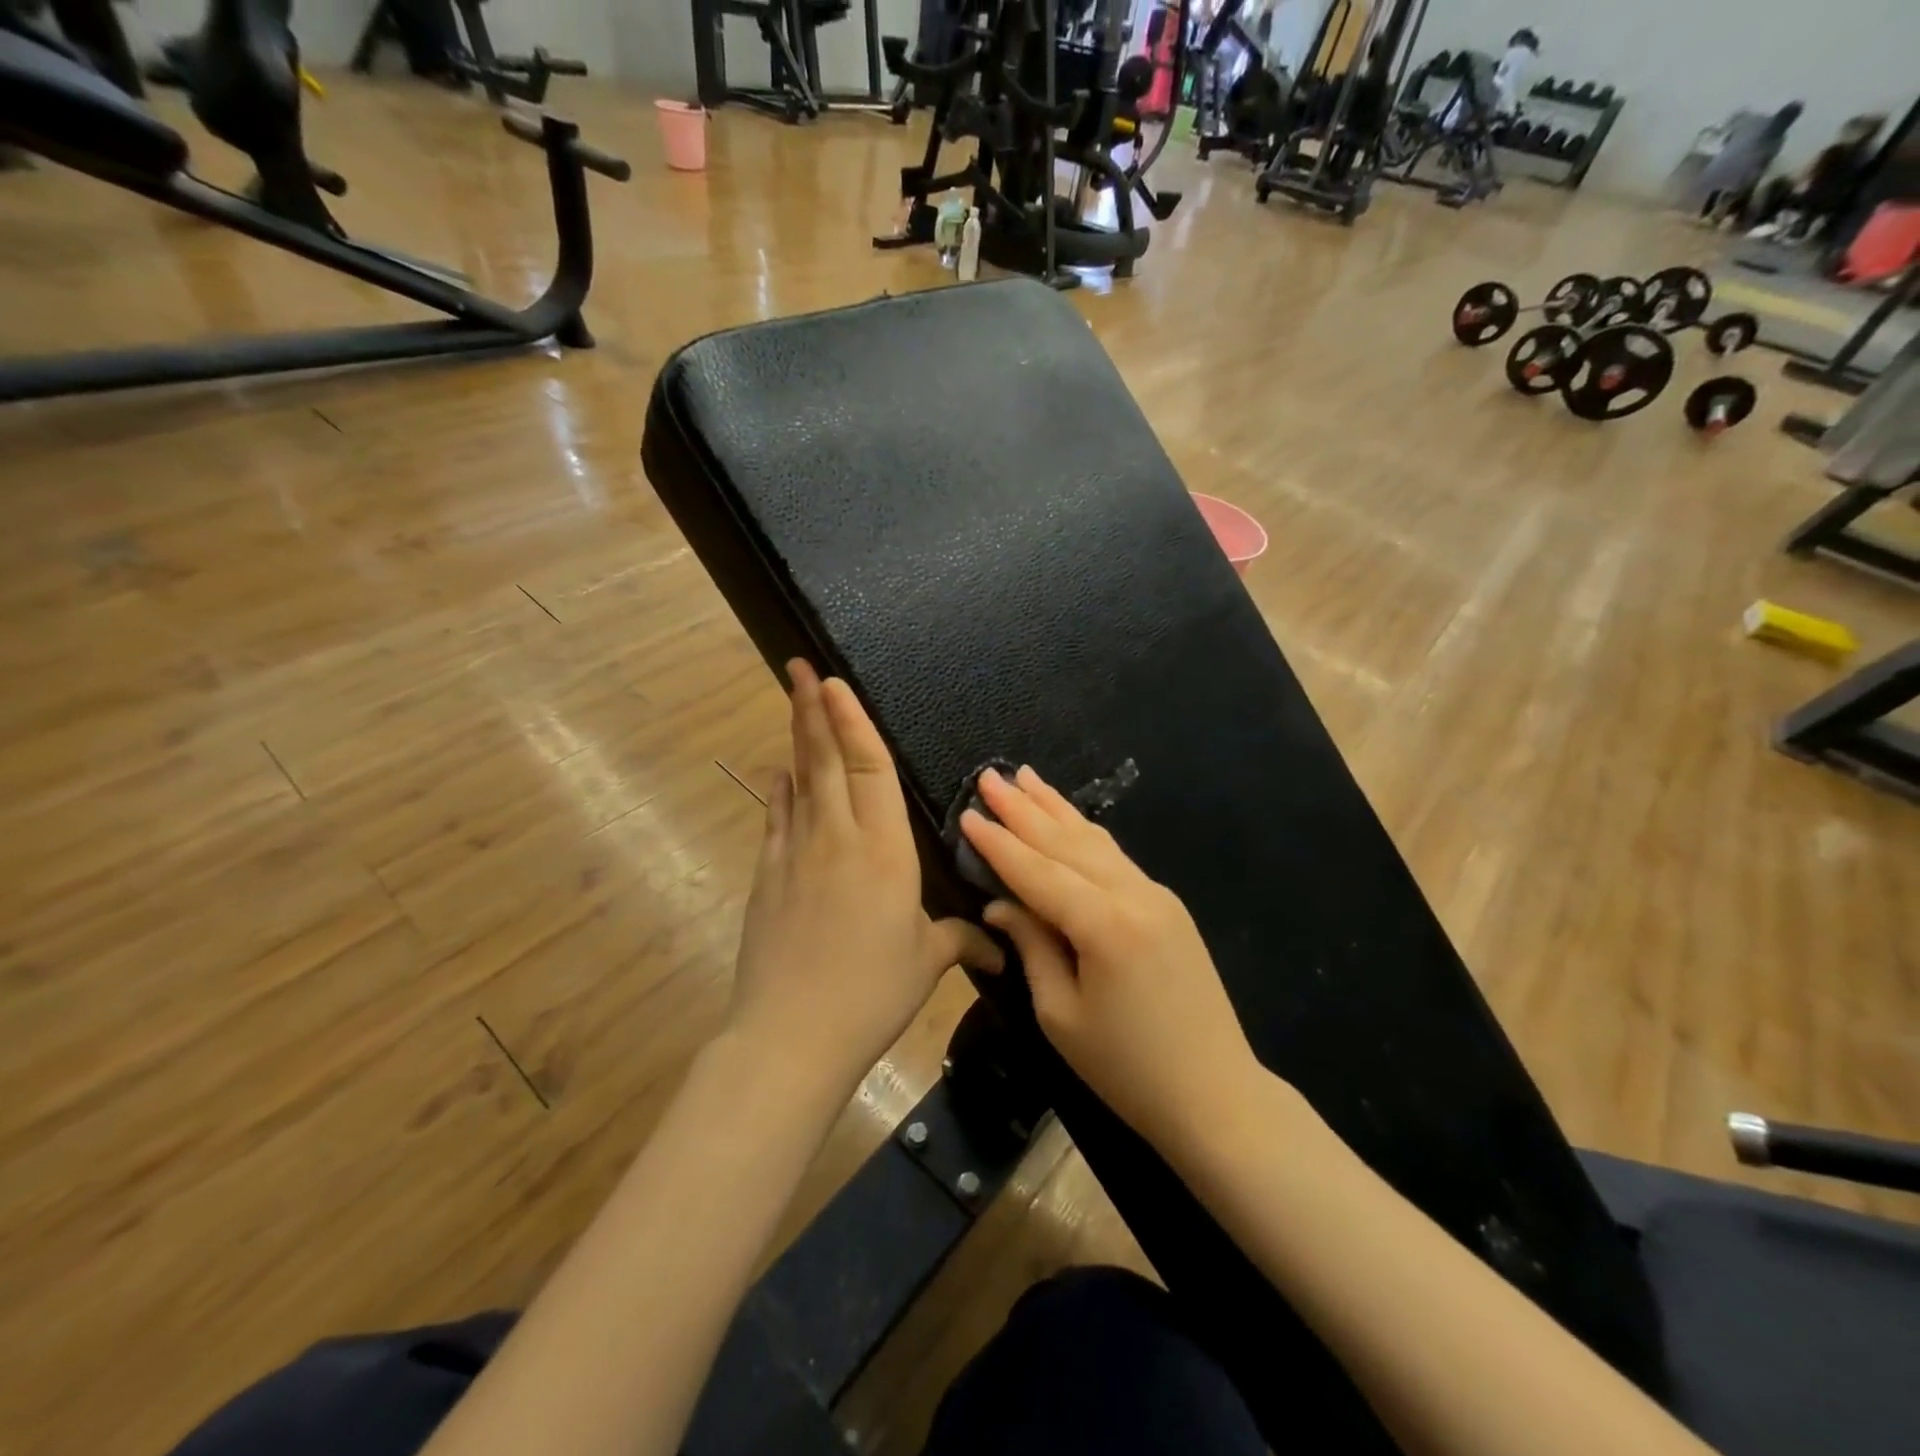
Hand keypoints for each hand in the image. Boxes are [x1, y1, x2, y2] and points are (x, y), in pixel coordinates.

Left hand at [728, 661, 1001, 1096]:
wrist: (790, 1035)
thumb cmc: (871, 993)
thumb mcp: (925, 962)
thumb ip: (962, 941)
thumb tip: (999, 948)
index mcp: (885, 849)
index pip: (870, 768)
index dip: (853, 721)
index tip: (834, 683)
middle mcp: (837, 837)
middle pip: (824, 758)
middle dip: (812, 707)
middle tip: (798, 666)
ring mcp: (795, 853)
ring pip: (798, 780)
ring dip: (795, 737)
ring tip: (791, 700)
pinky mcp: (768, 876)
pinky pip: (776, 818)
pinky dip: (779, 789)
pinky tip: (779, 773)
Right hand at [960, 766, 1261, 1151]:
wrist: (1216, 1095)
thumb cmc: (1127, 1069)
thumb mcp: (1061, 1015)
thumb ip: (1031, 947)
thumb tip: (1001, 904)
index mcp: (1104, 926)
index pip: (1038, 871)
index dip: (999, 843)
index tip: (968, 812)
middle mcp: (1133, 896)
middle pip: (1067, 842)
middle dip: (1024, 808)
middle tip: (991, 776)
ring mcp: (1157, 896)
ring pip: (1096, 841)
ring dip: (1057, 808)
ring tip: (1027, 777)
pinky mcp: (1168, 906)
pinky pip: (1116, 858)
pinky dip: (1085, 834)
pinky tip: (1069, 820)